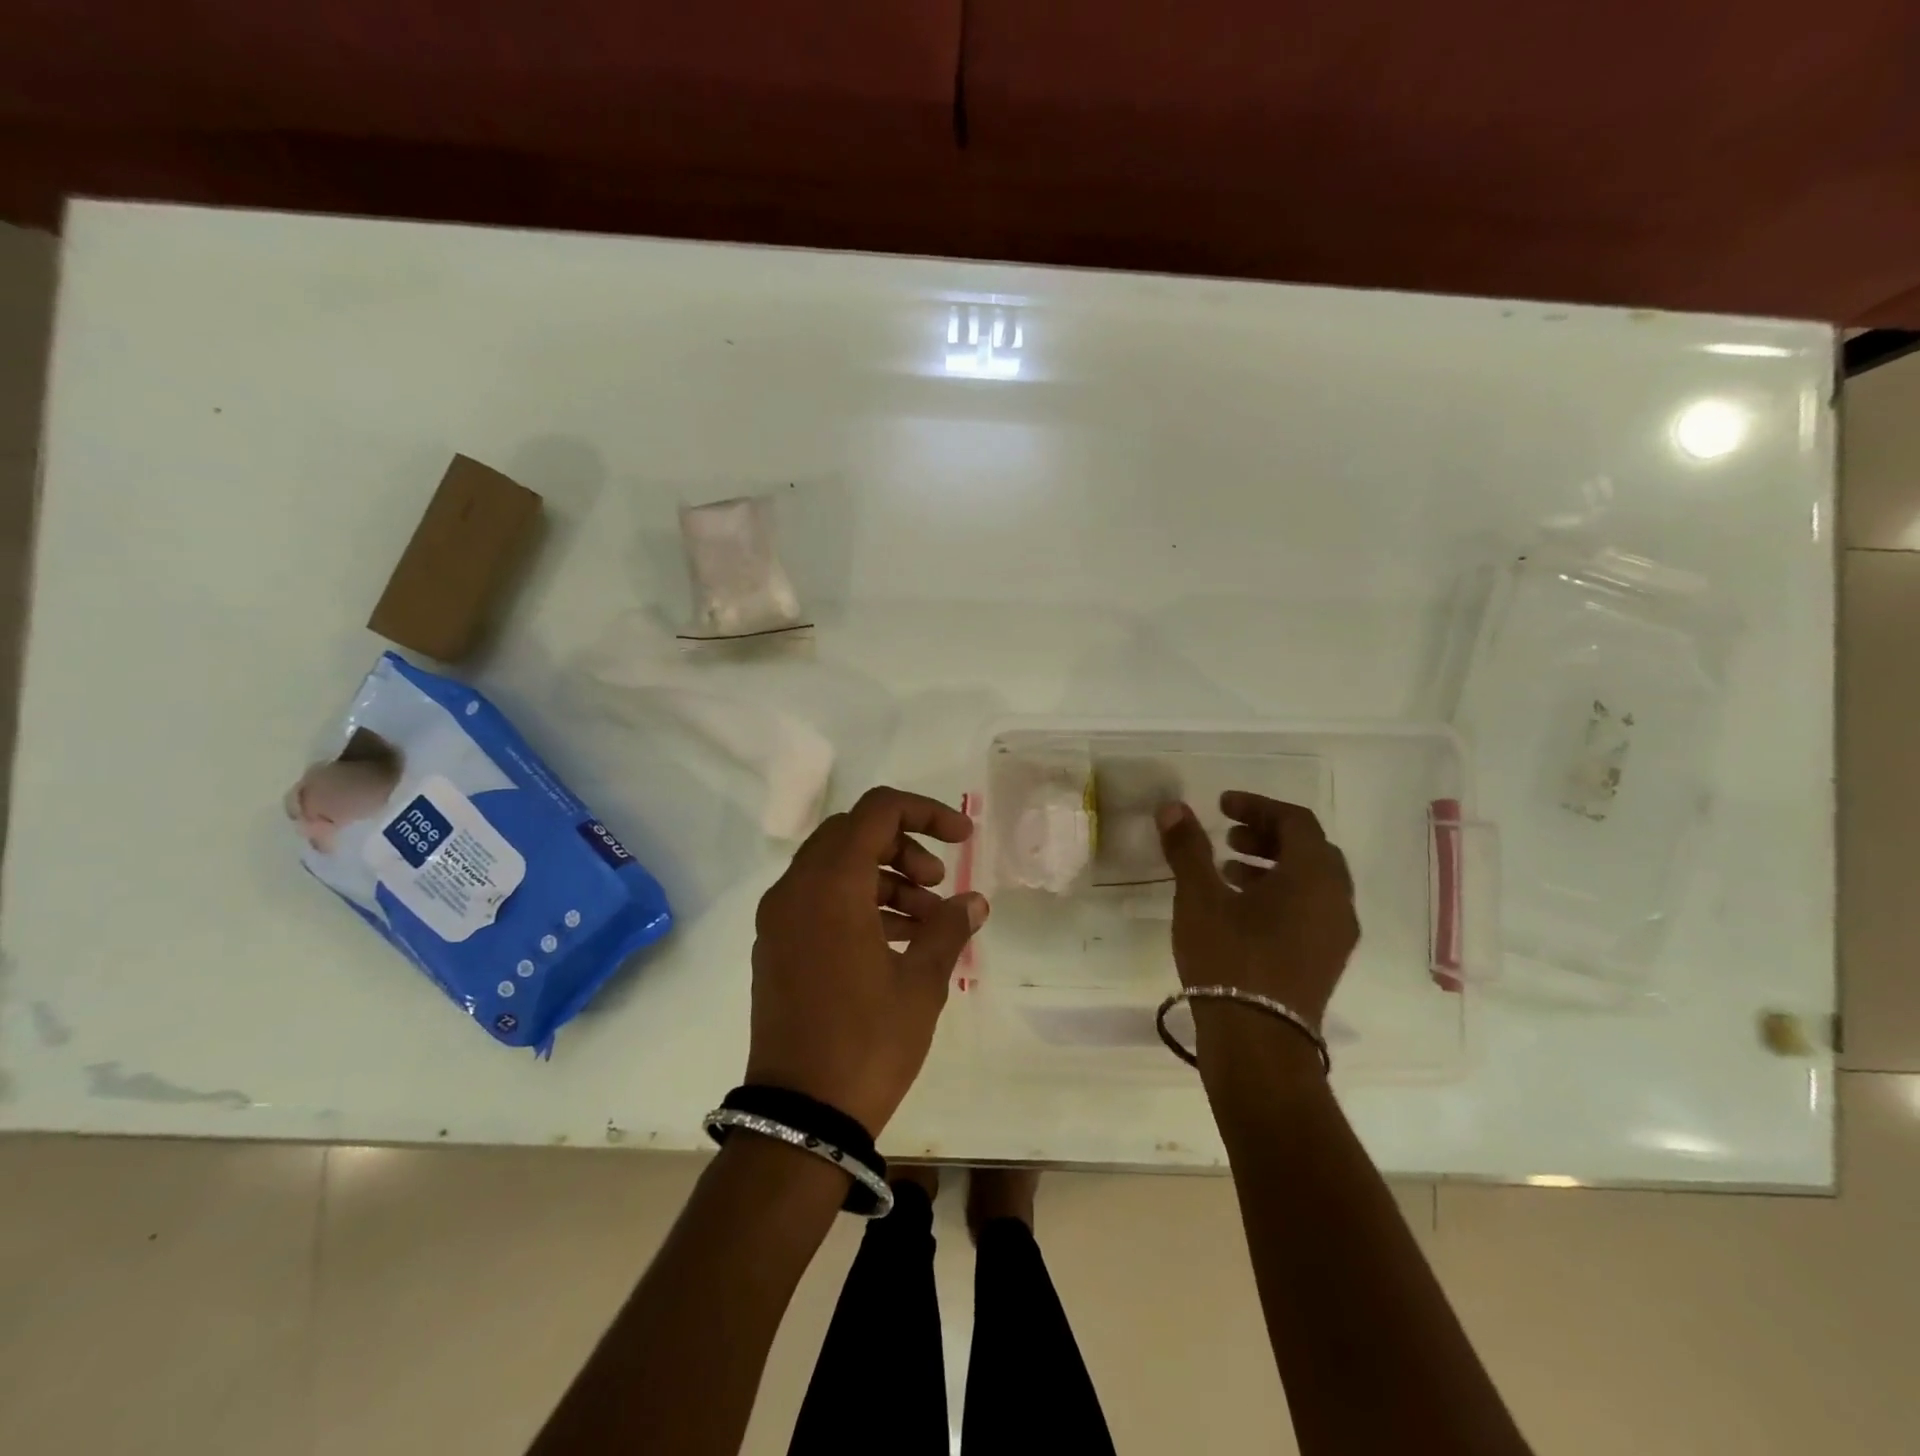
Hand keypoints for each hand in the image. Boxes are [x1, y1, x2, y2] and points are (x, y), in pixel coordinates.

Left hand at [747, 786, 988, 1136]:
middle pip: (853, 833)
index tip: (963, 838)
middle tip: (939, 883)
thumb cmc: (867, 1042)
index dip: (926, 812)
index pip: (878, 810)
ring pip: (836, 867)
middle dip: (904, 846)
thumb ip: (949, 928)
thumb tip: (974, 901)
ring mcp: (779, 918)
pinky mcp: (776, 946)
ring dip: (885, 878)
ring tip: (928, 921)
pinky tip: (896, 940)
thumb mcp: (921, 983)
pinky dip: (859, 902)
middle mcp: (796, 888)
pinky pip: (819, 900)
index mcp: (831, 884)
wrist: (799, 1117)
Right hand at [1156, 793, 1358, 1029]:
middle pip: (1309, 849)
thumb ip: (1187, 848)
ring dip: (1272, 865)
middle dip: (1267, 835)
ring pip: (1311, 881)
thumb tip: (1173, 807)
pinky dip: (1280, 894)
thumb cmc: (1230, 959)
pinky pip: (1310, 909)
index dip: (1258, 806)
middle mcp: (1336, 900)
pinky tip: (1240, 909)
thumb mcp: (1199, 898)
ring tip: (1227, 869)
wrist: (1259, 1043)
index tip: (1222, 806)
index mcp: (1313, 876)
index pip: (1296, 821)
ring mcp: (1336, 934)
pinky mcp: (1325, 960)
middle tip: (1227, 836)